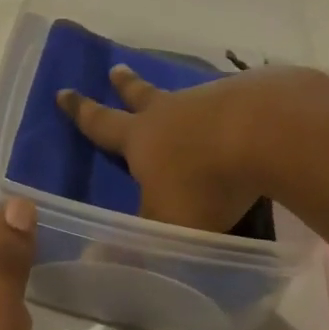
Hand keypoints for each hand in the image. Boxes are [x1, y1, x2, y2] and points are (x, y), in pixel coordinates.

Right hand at [56, 64, 313, 231]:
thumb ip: (137, 241)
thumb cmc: (204, 183)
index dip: (80, 111)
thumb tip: (95, 261)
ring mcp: (209, 100)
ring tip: (182, 101)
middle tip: (116, 69)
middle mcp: (170, 112)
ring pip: (186, 98)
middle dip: (126, 85)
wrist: (265, 131)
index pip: (101, 123)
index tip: (63, 91)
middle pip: (142, 95)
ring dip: (178, 100)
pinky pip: (227, 102)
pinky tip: (237, 117)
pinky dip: (225, 109)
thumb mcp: (166, 225)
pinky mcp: (247, 98)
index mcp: (141, 138)